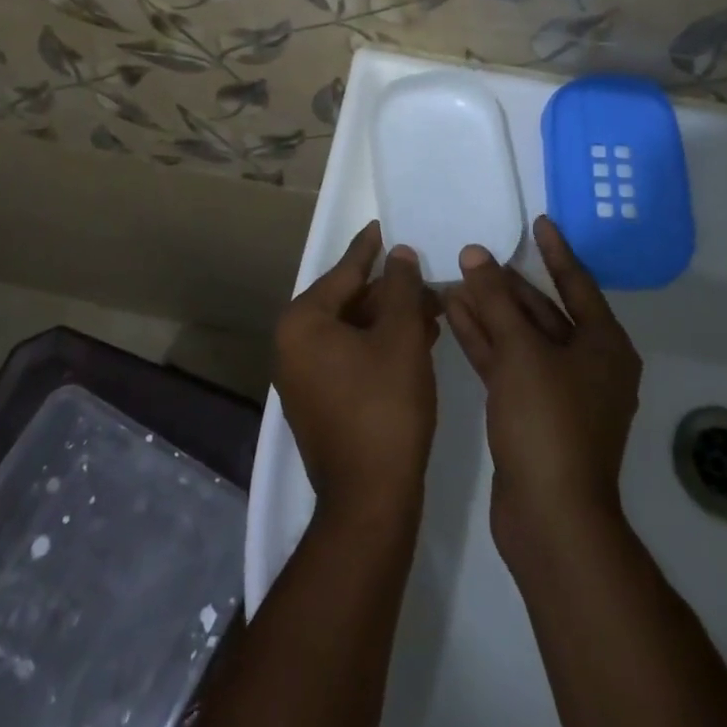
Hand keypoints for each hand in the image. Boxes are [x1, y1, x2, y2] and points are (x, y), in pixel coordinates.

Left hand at [275, 220, 440, 522]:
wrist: (370, 500)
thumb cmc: (385, 406)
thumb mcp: (400, 337)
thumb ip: (401, 288)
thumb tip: (399, 254)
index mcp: (303, 322)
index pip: (344, 272)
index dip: (370, 248)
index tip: (385, 225)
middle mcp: (293, 344)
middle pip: (349, 301)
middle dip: (391, 291)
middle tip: (426, 275)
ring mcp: (304, 376)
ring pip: (354, 331)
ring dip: (392, 319)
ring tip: (433, 307)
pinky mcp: (320, 401)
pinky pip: (352, 356)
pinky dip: (382, 345)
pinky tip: (418, 339)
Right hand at [445, 215, 642, 558]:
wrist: (550, 518)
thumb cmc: (547, 423)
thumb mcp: (521, 352)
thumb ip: (496, 299)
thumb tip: (475, 253)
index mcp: (604, 346)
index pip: (577, 283)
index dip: (556, 251)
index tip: (539, 222)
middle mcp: (588, 365)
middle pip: (545, 311)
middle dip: (508, 284)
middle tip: (476, 254)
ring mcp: (560, 392)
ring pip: (522, 338)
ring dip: (490, 311)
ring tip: (455, 279)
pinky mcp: (533, 415)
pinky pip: (509, 364)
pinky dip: (485, 341)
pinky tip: (455, 315)